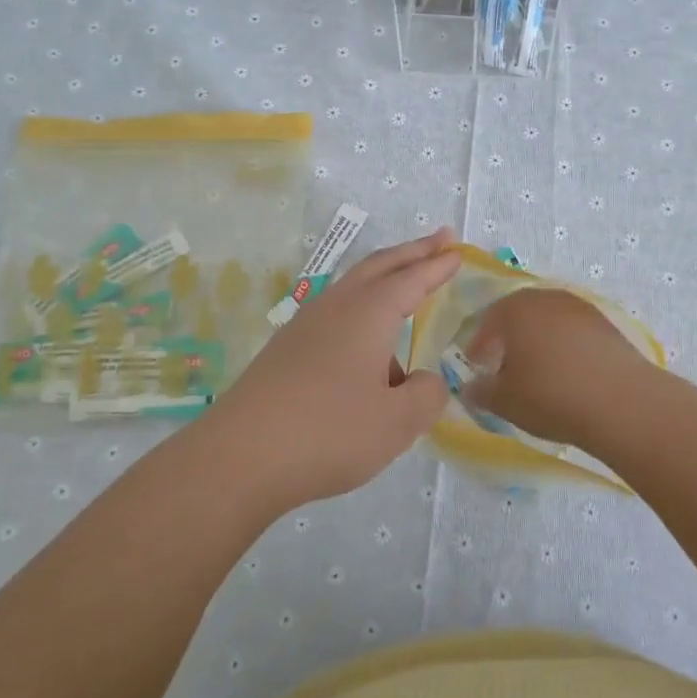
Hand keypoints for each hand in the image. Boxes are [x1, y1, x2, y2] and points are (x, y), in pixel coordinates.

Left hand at [212, 229, 460, 510]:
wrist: (239, 458)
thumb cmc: (328, 432)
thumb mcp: (397, 422)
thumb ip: (426, 395)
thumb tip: (424, 381)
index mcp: (367, 314)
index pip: (411, 279)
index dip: (437, 265)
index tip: (457, 250)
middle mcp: (335, 308)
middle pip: (378, 267)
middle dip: (411, 252)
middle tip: (439, 240)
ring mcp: (304, 327)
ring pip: (352, 288)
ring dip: (384, 281)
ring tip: (408, 300)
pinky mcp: (285, 352)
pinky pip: (335, 317)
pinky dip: (361, 314)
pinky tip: (367, 354)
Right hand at [462, 287, 655, 450]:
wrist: (621, 402)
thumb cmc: (550, 395)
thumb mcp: (504, 401)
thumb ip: (481, 391)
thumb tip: (471, 387)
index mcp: (515, 309)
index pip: (488, 321)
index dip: (479, 345)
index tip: (476, 366)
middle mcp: (547, 298)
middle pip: (520, 315)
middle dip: (509, 340)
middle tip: (504, 368)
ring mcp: (580, 308)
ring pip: (549, 322)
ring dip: (539, 342)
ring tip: (538, 373)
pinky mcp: (607, 324)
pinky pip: (575, 333)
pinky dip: (565, 348)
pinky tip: (568, 373)